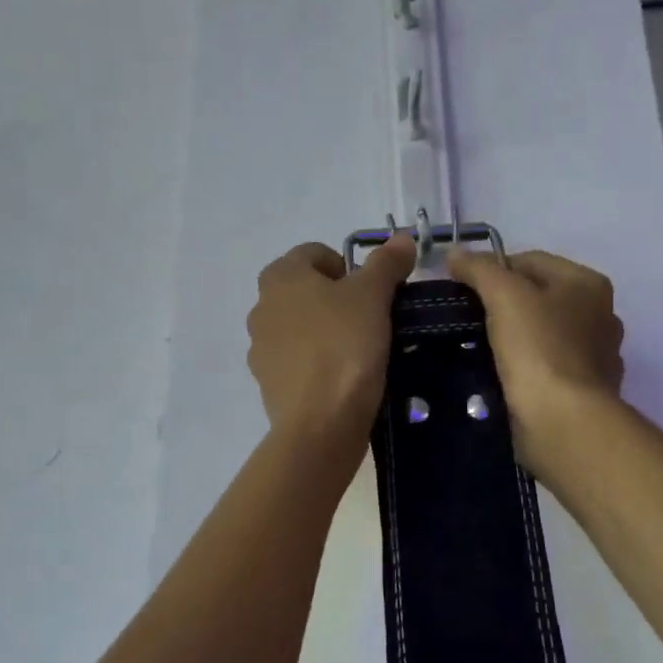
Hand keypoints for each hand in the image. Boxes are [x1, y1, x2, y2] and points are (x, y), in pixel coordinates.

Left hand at [246, 236, 416, 446]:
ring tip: (359, 352)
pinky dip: (318, 363)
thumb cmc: (344, 346)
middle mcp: (261, 307)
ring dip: (326, 332)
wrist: (320, 423)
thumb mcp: (373, 296)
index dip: (349, 267)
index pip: (316, 253)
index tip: (373, 293)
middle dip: (337, 300)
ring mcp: (261, 348)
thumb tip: (401, 238)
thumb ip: (386, 263)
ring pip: (301, 327)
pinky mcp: (269, 383)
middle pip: (306, 290)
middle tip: (370, 320)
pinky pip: (298, 361)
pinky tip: (343, 379)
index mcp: (280, 276)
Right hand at [445, 249, 623, 472]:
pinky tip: (502, 376)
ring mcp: (596, 356)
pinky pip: (546, 367)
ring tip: (477, 347)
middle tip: (466, 317)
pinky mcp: (584, 391)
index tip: (460, 288)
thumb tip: (454, 253)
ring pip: (542, 333)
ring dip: (513, 337)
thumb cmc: (538, 348)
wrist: (563, 421)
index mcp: (588, 283)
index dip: (491, 268)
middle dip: (502, 304)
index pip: (530, 260)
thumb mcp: (504, 296)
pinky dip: (525, 367)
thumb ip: (479, 269)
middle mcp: (600, 315)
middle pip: (538, 296)